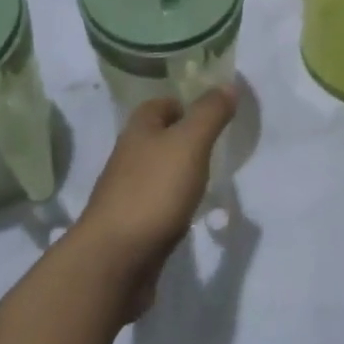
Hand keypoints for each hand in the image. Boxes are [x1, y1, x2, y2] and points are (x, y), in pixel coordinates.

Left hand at [70, 89, 237, 317]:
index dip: (185, 104)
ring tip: (208, 179)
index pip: (160, 104)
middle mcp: (128, 156)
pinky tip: (190, 213)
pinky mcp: (131, 225)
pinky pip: (157, 204)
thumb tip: (228, 84)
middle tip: (217, 146)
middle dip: (184, 139)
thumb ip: (210, 114)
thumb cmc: (154, 191)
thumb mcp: (190, 143)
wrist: (116, 258)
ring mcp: (127, 192)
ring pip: (158, 172)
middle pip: (158, 137)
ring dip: (179, 172)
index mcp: (138, 130)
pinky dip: (174, 203)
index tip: (213, 114)